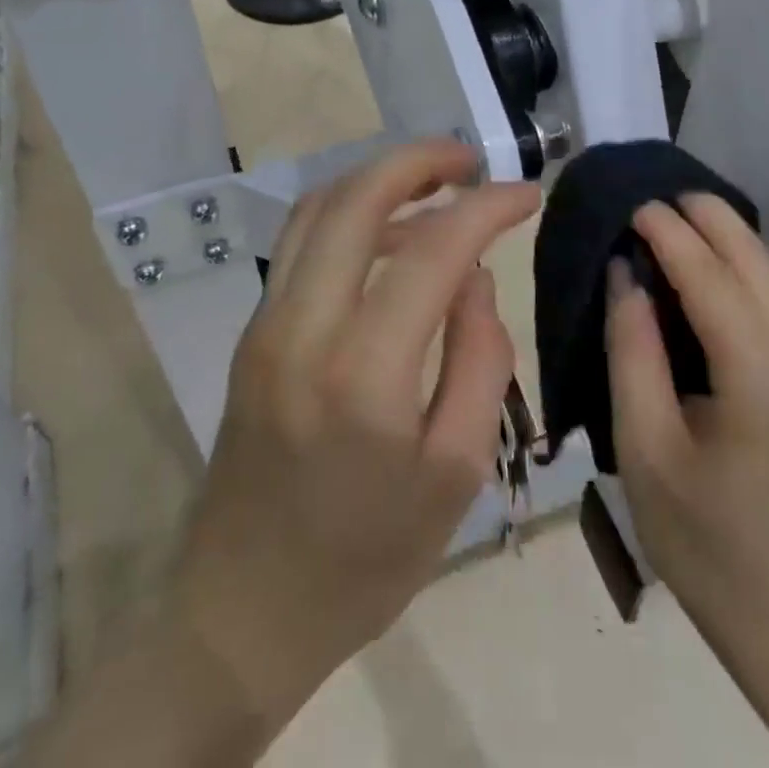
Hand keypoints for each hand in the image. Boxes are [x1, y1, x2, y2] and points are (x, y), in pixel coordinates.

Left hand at [168, 139, 540, 725]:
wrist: (242, 609)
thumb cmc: (365, 559)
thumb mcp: (456, 475)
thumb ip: (479, 361)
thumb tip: (475, 278)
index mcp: (364, 376)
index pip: (432, 251)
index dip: (486, 207)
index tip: (526, 193)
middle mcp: (303, 329)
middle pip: (356, 199)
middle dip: (420, 160)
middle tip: (471, 160)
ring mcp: (265, 323)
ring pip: (318, 208)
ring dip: (379, 177)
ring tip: (437, 182)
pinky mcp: (250, 329)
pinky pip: (300, 241)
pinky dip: (349, 211)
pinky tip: (389, 227)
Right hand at [605, 194, 768, 621]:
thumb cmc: (697, 530)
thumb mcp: (643, 444)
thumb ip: (633, 351)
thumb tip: (626, 274)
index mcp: (757, 378)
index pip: (713, 281)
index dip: (671, 235)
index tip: (632, 205)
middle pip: (755, 259)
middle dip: (707, 215)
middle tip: (652, 193)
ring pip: (768, 270)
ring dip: (724, 231)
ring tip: (672, 211)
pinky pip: (768, 292)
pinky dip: (734, 258)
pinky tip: (700, 255)